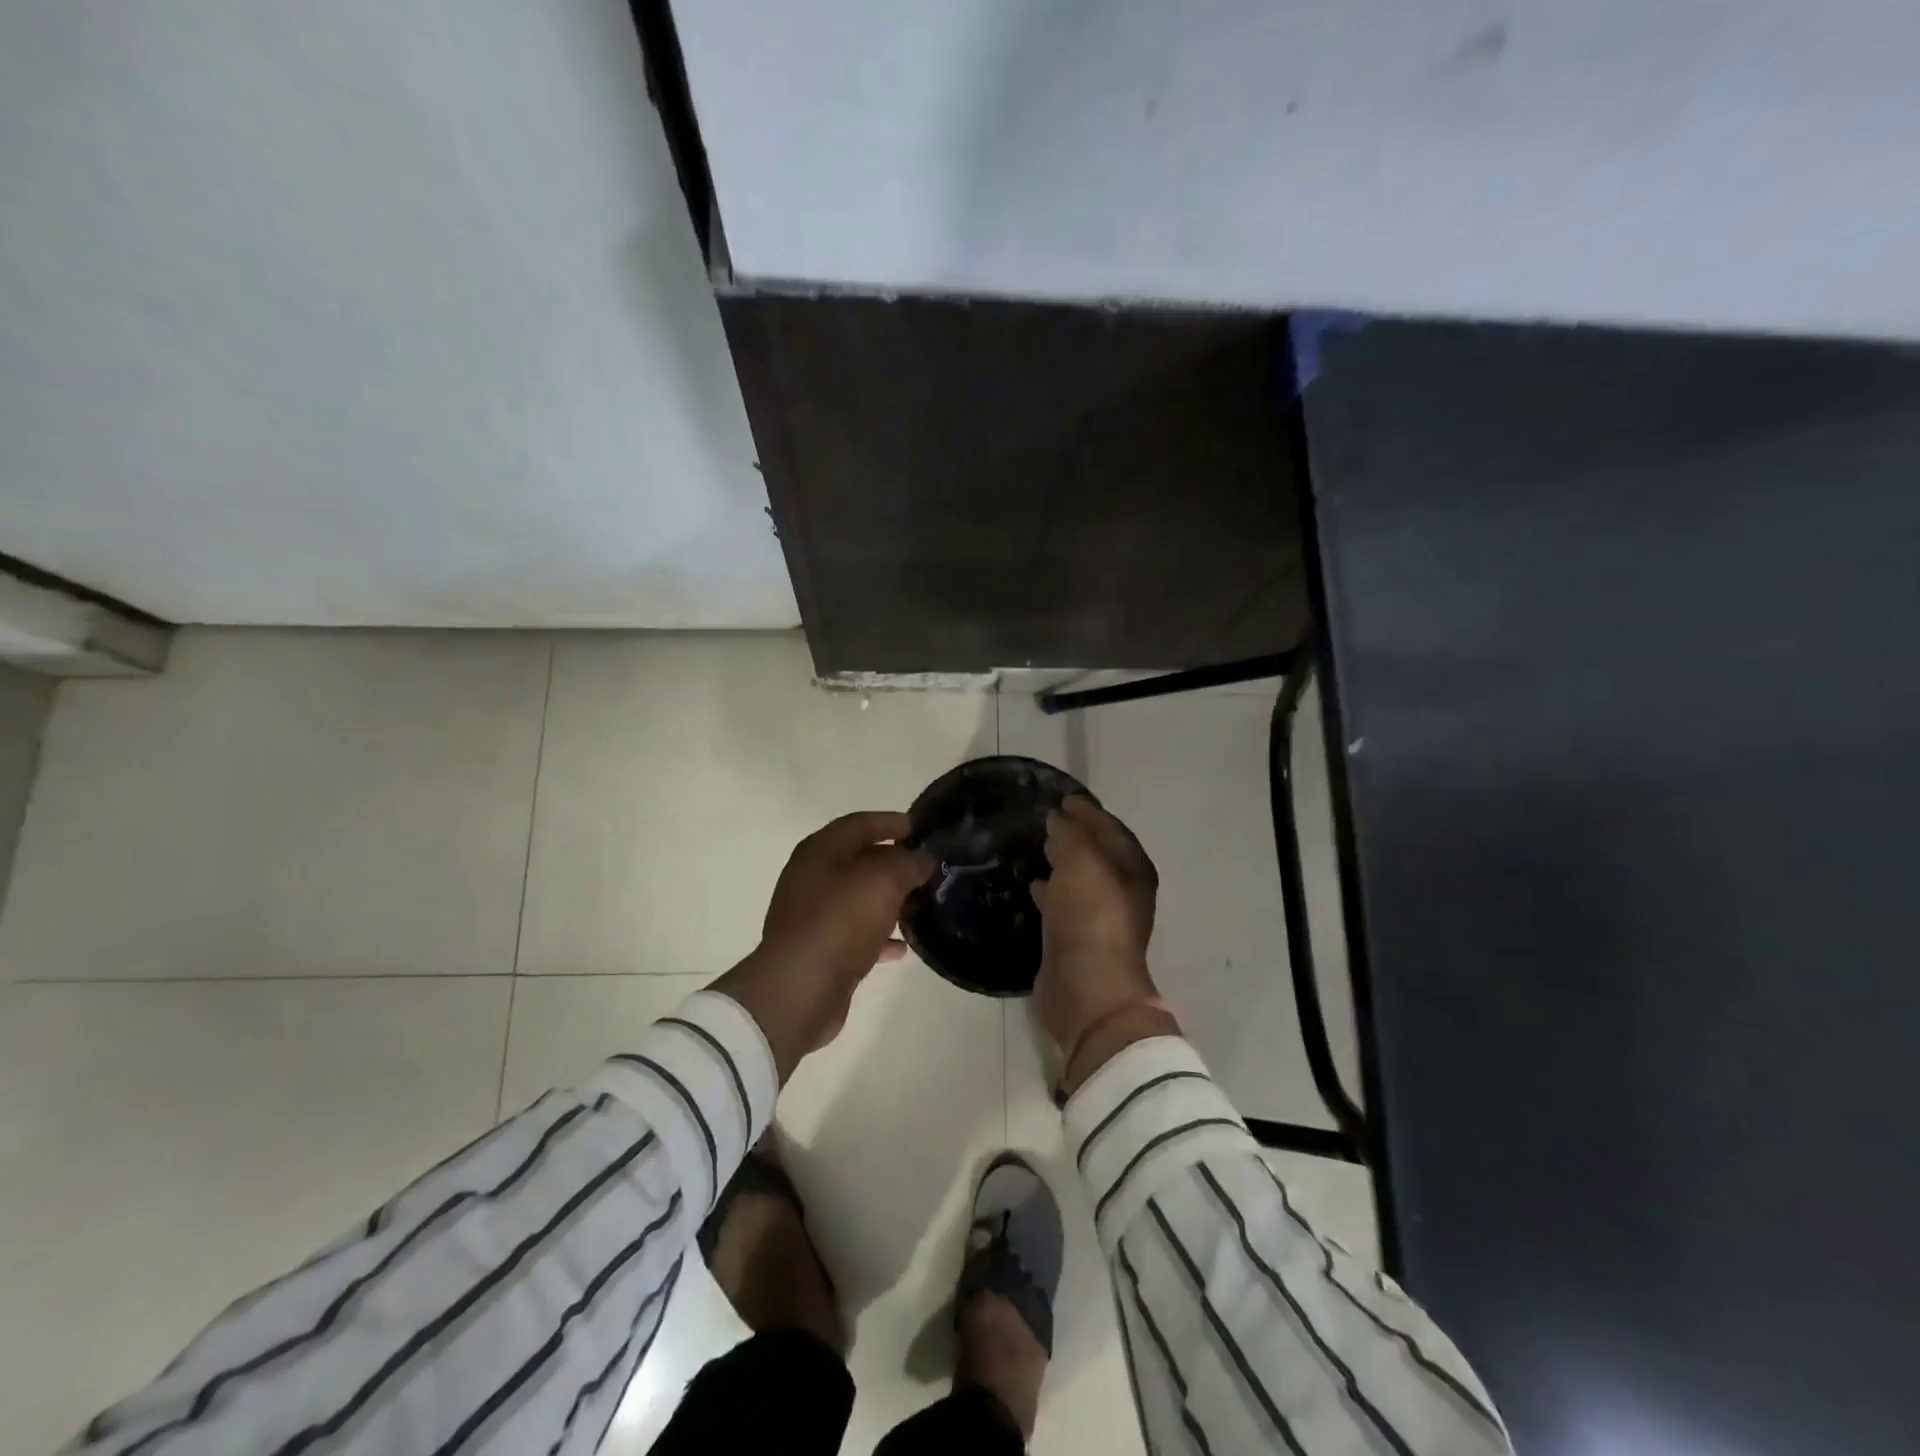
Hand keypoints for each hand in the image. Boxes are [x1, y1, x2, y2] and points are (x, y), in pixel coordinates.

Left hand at [716, 812, 934, 1080]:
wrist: (800, 989)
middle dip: (893, 861)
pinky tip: (903, 946)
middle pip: (858, 860)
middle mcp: (812, 877)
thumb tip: (923, 858)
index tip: (921, 828)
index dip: (891, 822)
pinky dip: (879, 935)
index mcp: (820, 851)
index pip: (859, 824)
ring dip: (888, 898)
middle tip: (927, 867)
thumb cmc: (839, 921)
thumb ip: (907, 863)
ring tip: (921, 902)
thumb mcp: (882, 882)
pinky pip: (856, 933)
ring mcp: (813, 915)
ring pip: (858, 898)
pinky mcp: (820, 949)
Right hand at [1029, 797, 1163, 1069]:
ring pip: (1079, 879)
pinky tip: (1031, 883)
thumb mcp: (1081, 861)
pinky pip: (1062, 904)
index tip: (1062, 798)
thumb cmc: (1091, 916)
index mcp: (1132, 869)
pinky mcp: (1076, 939)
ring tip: (1037, 846)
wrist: (1086, 988)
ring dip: (1062, 862)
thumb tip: (1059, 818)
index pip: (1110, 829)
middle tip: (1047, 820)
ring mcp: (1099, 918)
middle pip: (1097, 853)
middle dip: (1075, 835)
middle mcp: (1121, 891)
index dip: (1088, 812)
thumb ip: (1070, 833)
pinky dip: (1050, 890)